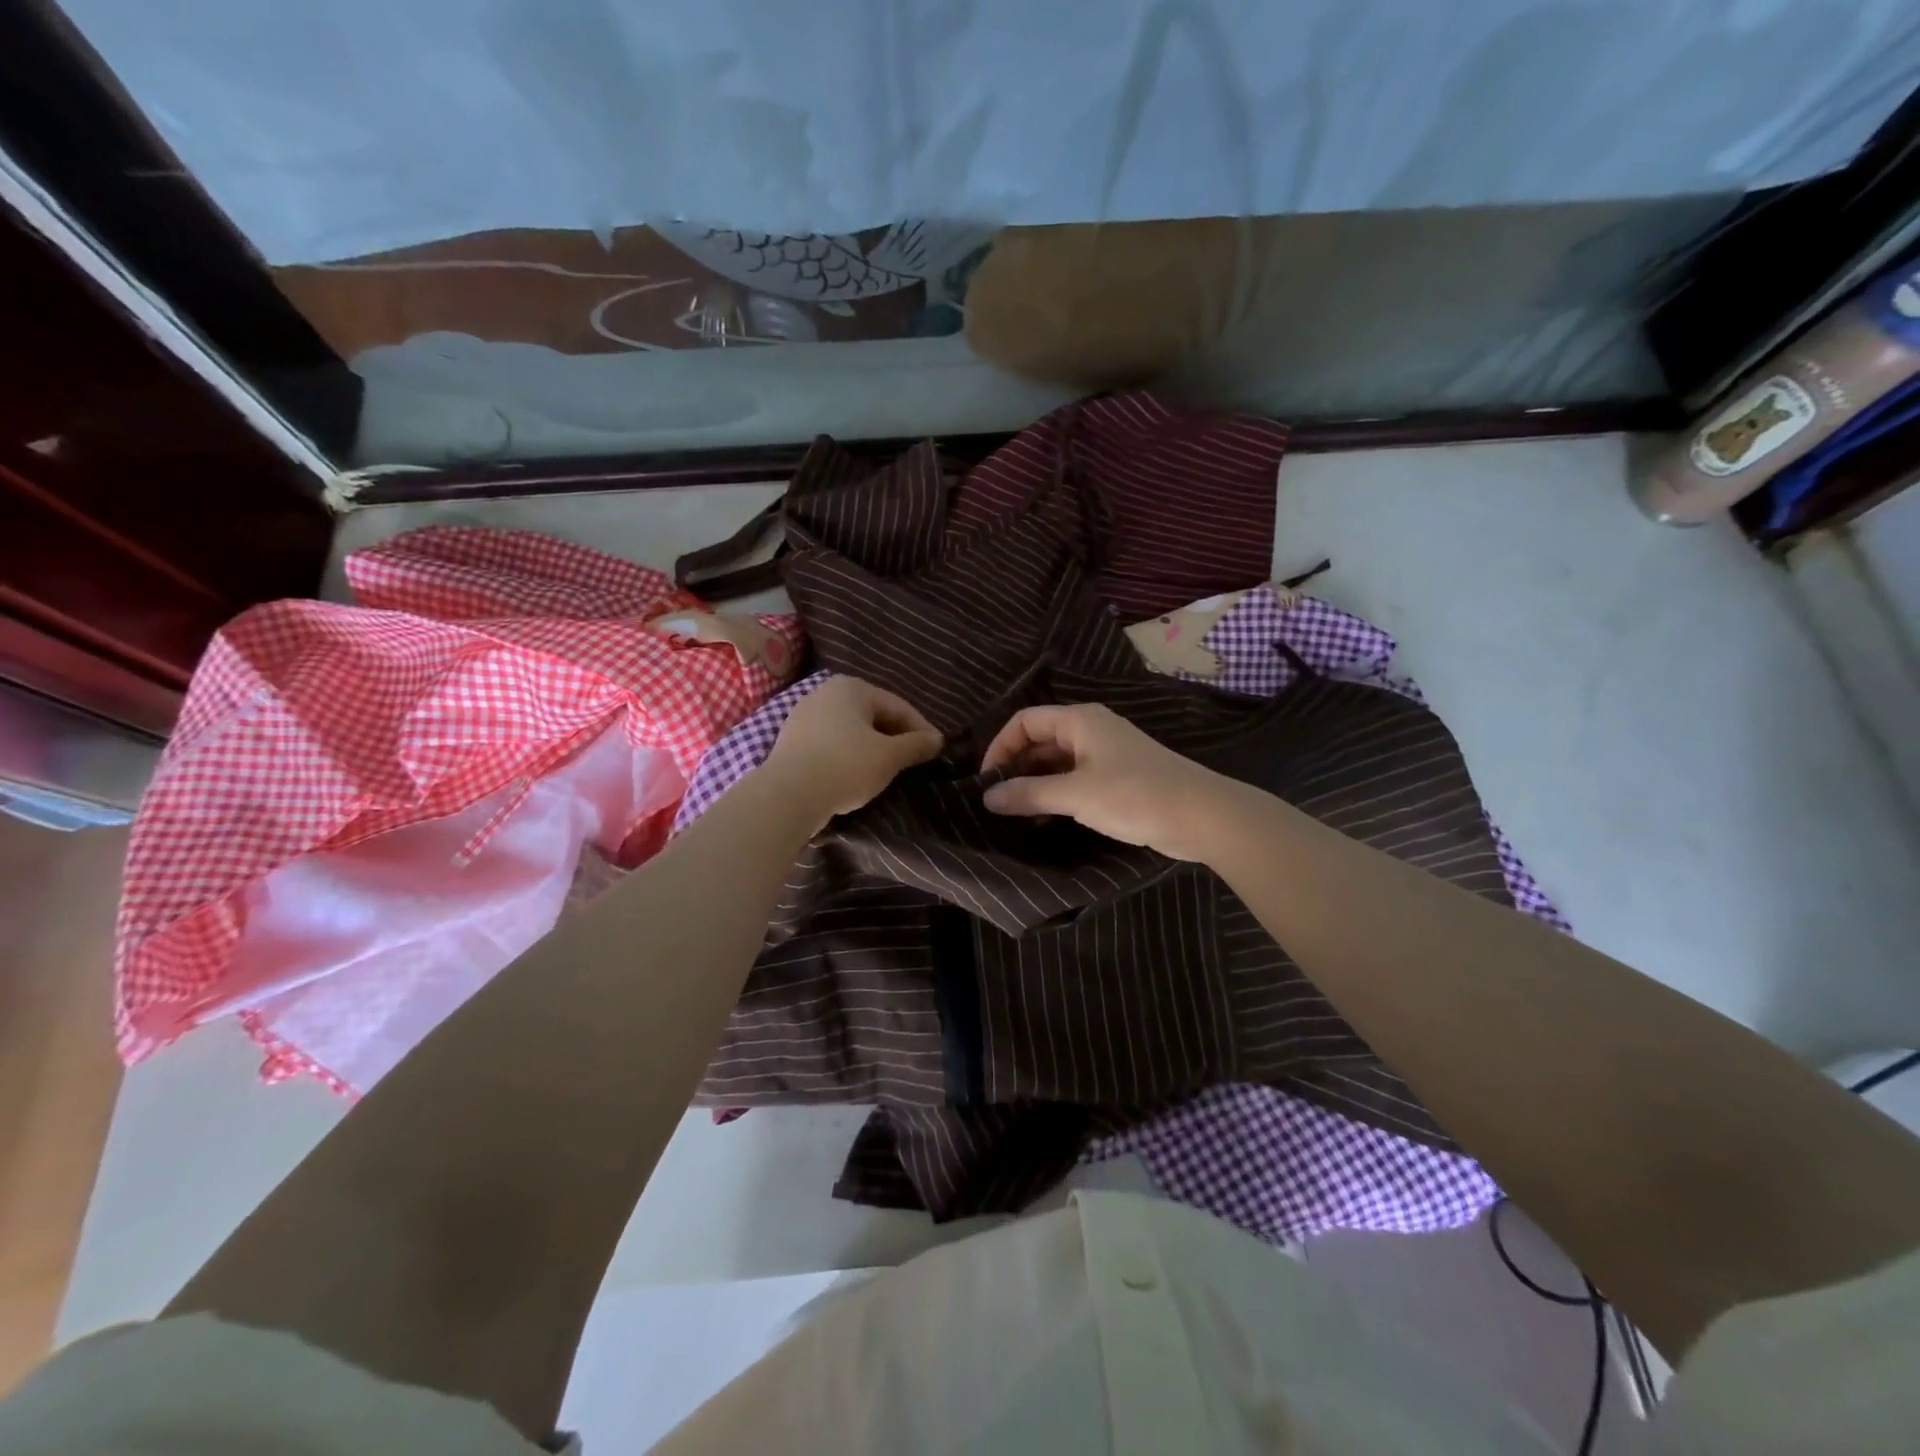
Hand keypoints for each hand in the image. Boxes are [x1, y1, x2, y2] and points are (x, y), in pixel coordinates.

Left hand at [763, 676, 943, 827]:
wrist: (787, 795)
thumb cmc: (845, 766)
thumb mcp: (889, 757)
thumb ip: (916, 745)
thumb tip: (937, 740)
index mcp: (852, 687)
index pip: (898, 706)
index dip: (921, 729)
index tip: (936, 751)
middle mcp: (825, 693)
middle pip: (873, 715)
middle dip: (895, 737)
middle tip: (914, 761)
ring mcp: (804, 716)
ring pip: (851, 730)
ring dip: (872, 747)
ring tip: (887, 770)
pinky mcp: (791, 741)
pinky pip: (831, 744)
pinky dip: (848, 756)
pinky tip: (856, 775)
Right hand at [980, 703, 1233, 860]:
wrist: (1202, 816)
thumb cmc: (1135, 795)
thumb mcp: (1075, 795)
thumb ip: (1029, 794)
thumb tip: (987, 797)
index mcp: (1079, 720)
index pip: (1025, 721)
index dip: (1000, 747)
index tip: (986, 780)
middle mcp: (1090, 729)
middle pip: (1040, 740)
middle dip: (1016, 767)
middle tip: (995, 800)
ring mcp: (1105, 753)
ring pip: (1057, 762)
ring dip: (1035, 783)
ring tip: (1015, 814)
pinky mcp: (1118, 777)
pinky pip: (1074, 778)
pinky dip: (1056, 793)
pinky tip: (1045, 819)